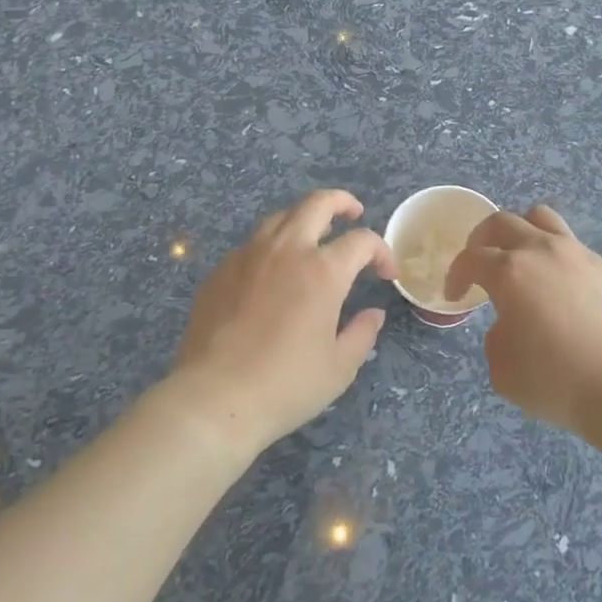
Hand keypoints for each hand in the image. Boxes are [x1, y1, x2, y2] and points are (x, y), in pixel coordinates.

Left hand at [170, 190, 396, 457]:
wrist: (214, 398)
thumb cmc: (286, 385)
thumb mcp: (339, 367)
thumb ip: (362, 333)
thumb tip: (373, 313)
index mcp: (323, 270)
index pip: (362, 240)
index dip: (381, 251)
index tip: (387, 274)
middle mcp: (287, 250)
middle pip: (318, 203)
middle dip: (342, 202)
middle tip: (353, 214)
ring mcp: (249, 255)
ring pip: (281, 216)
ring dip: (304, 218)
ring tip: (313, 236)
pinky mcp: (221, 270)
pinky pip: (252, 244)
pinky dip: (272, 246)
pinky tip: (273, 270)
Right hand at [445, 205, 601, 433]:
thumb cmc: (554, 380)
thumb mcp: (502, 369)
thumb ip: (496, 336)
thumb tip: (511, 323)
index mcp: (509, 271)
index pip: (470, 258)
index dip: (456, 274)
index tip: (455, 294)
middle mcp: (542, 250)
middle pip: (502, 222)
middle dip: (482, 239)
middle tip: (480, 263)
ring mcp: (579, 254)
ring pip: (542, 218)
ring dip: (523, 231)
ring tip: (522, 258)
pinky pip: (576, 250)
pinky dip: (560, 261)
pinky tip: (566, 292)